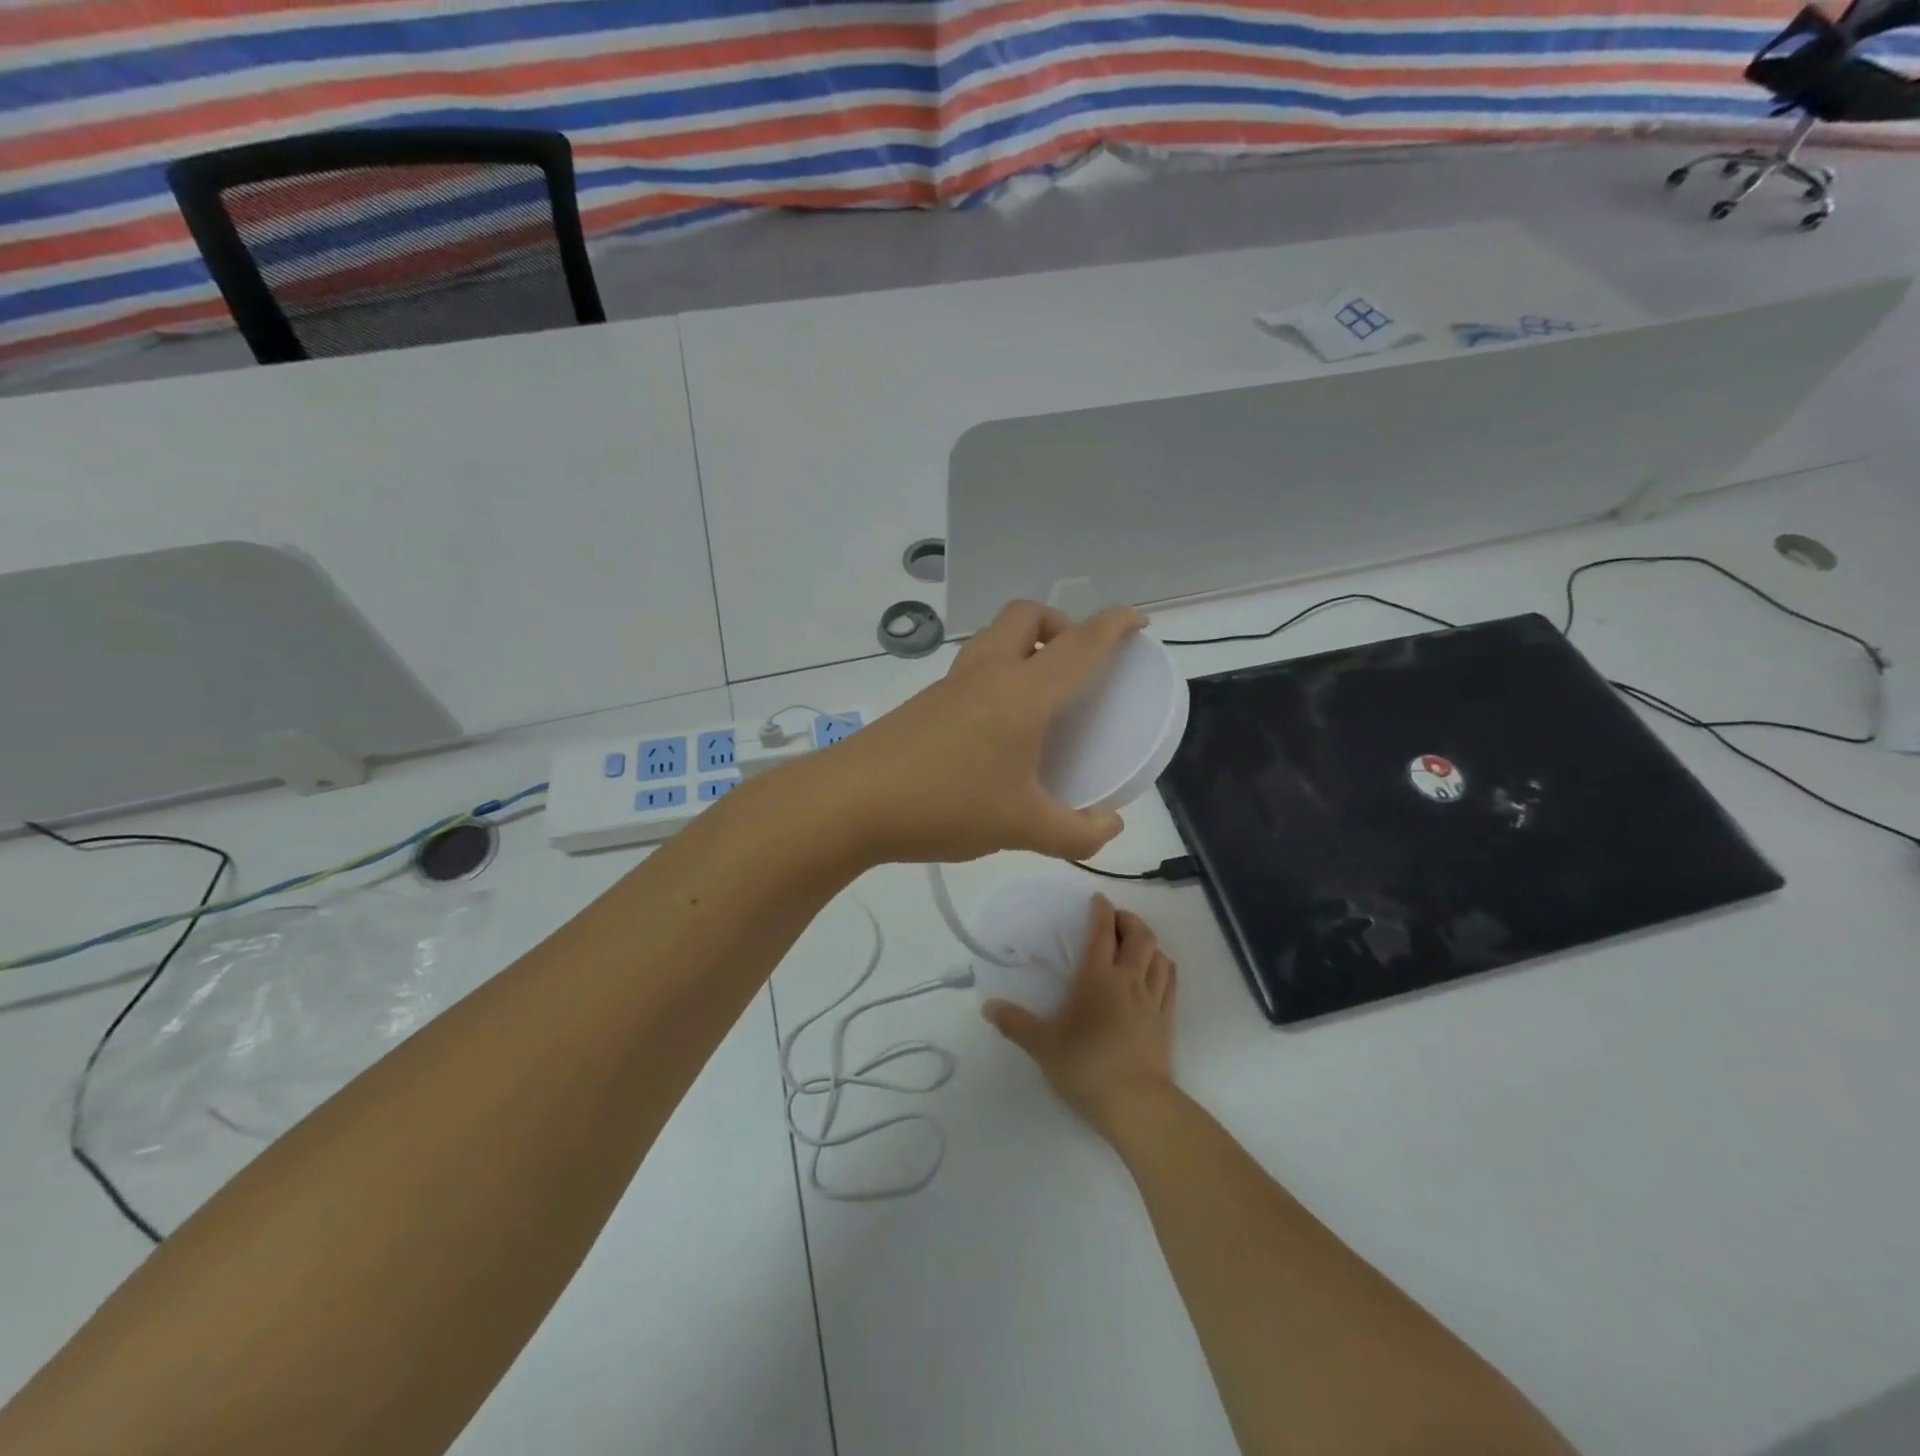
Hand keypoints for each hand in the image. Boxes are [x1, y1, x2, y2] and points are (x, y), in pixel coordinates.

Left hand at [816, 600, 1144, 864]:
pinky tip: (995, 729)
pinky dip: (996, 676)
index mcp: (1023, 693)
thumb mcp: (1022, 828)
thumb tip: (1110, 827)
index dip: (1115, 626)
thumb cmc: (946, 804)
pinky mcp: (923, 703)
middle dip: (1059, 623)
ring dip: (1023, 646)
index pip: (1081, 644)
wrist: (850, 802)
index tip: (1137, 622)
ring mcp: (949, 685)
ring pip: (993, 638)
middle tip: (1075, 663)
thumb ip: (1077, 833)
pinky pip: (971, 669)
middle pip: (1026, 615)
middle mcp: (987, 674)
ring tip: (1039, 696)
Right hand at [983, 896, 1176, 1138]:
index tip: (1097, 899)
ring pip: (1159, 956)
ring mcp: (1152, 1000)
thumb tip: (987, 1007)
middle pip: (1139, 936)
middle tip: (1116, 920)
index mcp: (1097, 977)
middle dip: (1129, 920)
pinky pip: (1171, 983)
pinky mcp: (1166, 1021)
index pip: (1102, 932)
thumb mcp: (1042, 1045)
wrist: (1135, 1103)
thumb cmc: (1085, 1066)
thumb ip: (1015, 1023)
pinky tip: (1159, 970)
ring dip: (1149, 943)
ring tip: (1136, 944)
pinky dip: (1165, 968)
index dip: (1101, 910)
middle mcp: (1128, 980)